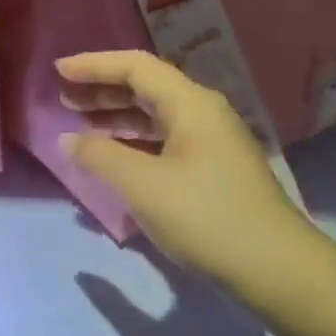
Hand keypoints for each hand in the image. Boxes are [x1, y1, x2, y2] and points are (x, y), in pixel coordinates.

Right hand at [57, 51, 333, 297]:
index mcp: (190, 104)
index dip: (94, 65)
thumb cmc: (206, 217)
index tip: (58, 72)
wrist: (276, 270)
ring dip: (116, 116)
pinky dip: (133, 141)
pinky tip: (114, 158)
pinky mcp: (213, 170)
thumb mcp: (142, 185)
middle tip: (63, 98)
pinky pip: (164, 140)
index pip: (136, 66)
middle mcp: (203, 113)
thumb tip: (68, 139)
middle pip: (146, 87)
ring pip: (155, 115)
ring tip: (80, 126)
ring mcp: (212, 142)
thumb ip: (100, 156)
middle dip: (102, 89)